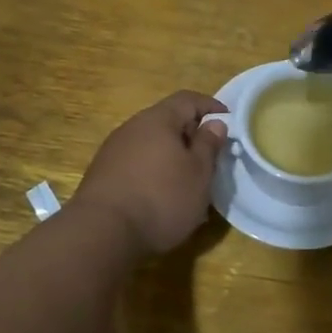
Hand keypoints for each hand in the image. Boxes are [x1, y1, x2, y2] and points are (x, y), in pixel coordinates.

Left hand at [73, 91, 228, 254]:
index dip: (212, 107)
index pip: (188, 99)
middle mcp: (132, 127)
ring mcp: (113, 151)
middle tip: (211, 157)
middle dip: (191, 136)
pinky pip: (137, 165)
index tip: (230, 122)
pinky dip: (154, 173)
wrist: (101, 233)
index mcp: (158, 119)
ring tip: (189, 183)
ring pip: (152, 145)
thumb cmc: (161, 198)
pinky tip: (162, 198)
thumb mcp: (198, 173)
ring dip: (172, 158)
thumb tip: (214, 123)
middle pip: (167, 121)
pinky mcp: (102, 175)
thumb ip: (208, 145)